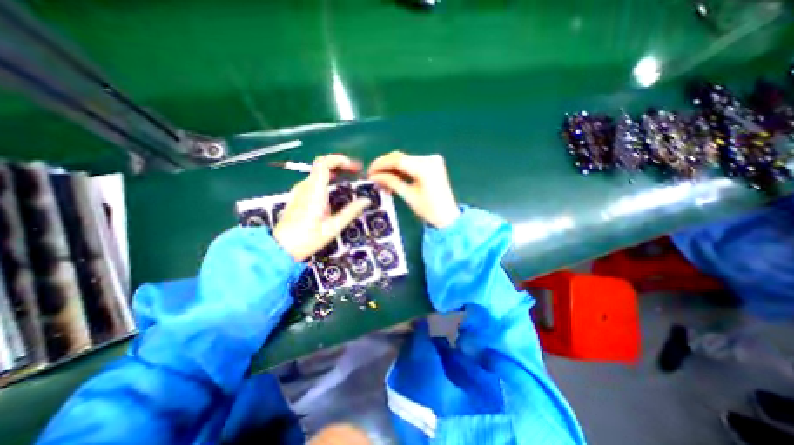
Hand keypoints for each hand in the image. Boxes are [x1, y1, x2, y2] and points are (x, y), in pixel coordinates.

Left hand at [276, 155, 370, 261]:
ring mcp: (300, 191)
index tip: (355, 168)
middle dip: (341, 165)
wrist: (281, 248)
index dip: (340, 160)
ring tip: (350, 179)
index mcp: (314, 191)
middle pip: (322, 165)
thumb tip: (366, 201)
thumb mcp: (333, 227)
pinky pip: (314, 182)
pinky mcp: (299, 197)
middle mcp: (305, 186)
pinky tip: (336, 190)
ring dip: (335, 172)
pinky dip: (328, 180)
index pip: (324, 163)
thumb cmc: (307, 239)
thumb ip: (350, 212)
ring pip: (318, 173)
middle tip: (357, 172)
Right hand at [365, 152, 459, 229]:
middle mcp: (430, 159)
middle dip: (385, 166)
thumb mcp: (408, 196)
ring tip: (381, 179)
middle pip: (401, 158)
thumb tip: (374, 176)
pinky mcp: (433, 164)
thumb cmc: (429, 210)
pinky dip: (402, 170)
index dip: (381, 164)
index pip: (397, 160)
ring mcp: (432, 160)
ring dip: (392, 168)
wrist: (448, 217)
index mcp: (425, 167)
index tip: (369, 172)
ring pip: (405, 160)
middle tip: (373, 176)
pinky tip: (393, 177)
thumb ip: (391, 182)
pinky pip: (412, 164)